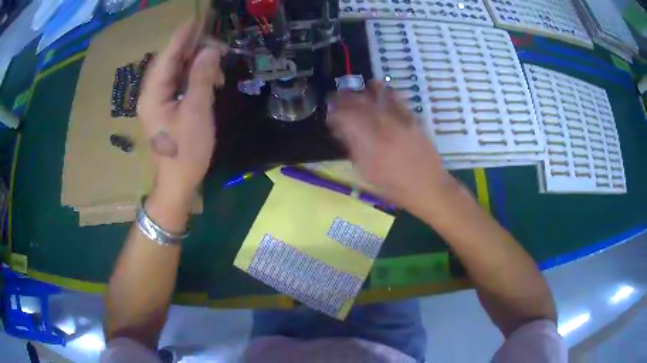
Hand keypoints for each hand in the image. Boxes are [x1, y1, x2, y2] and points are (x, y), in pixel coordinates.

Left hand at [138, 22, 224, 207]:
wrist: (178, 181)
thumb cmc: (186, 151)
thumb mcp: (197, 112)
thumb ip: (202, 77)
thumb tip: (211, 50)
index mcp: (153, 93)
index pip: (167, 56)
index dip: (183, 36)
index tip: (198, 18)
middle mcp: (151, 93)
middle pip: (170, 60)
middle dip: (191, 45)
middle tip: (212, 32)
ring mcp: (158, 100)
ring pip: (175, 70)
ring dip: (195, 60)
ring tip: (216, 55)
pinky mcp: (166, 106)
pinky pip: (179, 82)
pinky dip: (194, 75)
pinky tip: (210, 75)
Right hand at [328, 81, 458, 213]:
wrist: (428, 188)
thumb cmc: (395, 188)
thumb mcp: (368, 174)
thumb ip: (354, 149)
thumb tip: (342, 131)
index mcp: (370, 145)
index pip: (347, 119)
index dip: (335, 113)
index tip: (330, 112)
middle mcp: (384, 128)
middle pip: (361, 105)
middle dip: (345, 98)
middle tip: (337, 97)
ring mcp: (401, 122)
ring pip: (379, 99)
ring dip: (364, 92)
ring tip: (355, 89)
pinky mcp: (413, 120)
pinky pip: (398, 100)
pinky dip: (386, 92)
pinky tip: (380, 87)